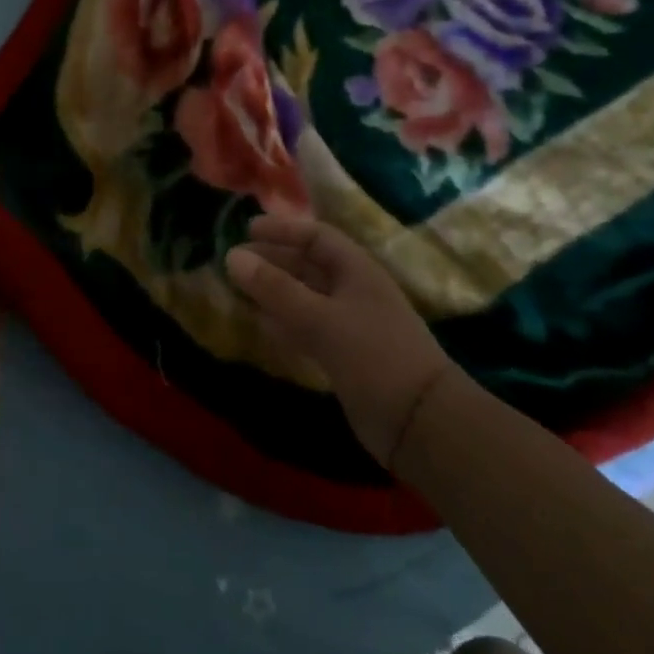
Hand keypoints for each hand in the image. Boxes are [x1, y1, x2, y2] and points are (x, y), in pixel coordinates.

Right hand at [226, 214, 452, 471]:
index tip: (247, 229)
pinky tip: (262, 325)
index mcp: (357, 271)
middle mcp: (354, 292)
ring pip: (305, 297)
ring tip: (240, 289)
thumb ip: (276, 289)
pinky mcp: (345, 356)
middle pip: (309, 265)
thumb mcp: (321, 319)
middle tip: (236, 260)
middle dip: (274, 260)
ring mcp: (351, 325)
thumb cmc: (374, 356)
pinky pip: (308, 327)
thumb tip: (232, 256)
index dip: (283, 230)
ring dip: (275, 291)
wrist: (421, 423)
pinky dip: (284, 322)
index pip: (317, 236)